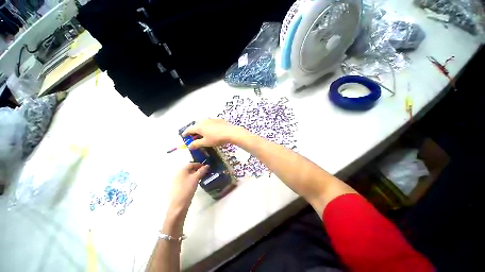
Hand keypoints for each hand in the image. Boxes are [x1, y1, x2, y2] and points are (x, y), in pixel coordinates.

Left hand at [168, 163, 209, 213]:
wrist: (178, 205)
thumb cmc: (187, 189)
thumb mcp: (196, 178)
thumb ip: (202, 171)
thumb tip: (207, 165)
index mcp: (182, 170)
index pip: (192, 164)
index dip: (199, 164)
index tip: (206, 167)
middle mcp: (178, 173)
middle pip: (189, 169)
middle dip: (198, 169)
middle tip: (205, 172)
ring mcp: (177, 180)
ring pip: (188, 174)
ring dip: (195, 174)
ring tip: (202, 177)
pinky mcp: (178, 186)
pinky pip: (187, 179)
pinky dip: (192, 179)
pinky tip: (196, 182)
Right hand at [182, 119, 243, 148]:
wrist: (230, 132)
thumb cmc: (216, 138)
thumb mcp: (206, 143)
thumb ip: (196, 144)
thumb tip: (189, 145)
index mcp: (199, 126)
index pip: (189, 129)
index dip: (185, 133)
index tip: (183, 136)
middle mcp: (204, 121)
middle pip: (196, 125)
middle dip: (194, 130)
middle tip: (194, 136)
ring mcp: (211, 119)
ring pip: (203, 123)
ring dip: (201, 128)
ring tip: (203, 133)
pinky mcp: (218, 120)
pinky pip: (210, 123)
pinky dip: (208, 126)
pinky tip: (212, 130)